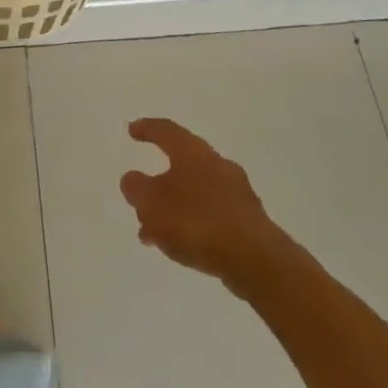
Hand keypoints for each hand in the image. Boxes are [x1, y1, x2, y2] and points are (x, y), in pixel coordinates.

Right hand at [121, 118, 292, 288]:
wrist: (254, 259)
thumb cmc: (196, 222)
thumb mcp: (152, 204)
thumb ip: (137, 188)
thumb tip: (133, 178)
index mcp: (193, 153)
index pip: (167, 131)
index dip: (147, 129)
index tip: (133, 130)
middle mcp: (217, 165)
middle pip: (182, 164)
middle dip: (159, 181)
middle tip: (141, 195)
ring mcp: (236, 192)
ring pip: (195, 192)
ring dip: (172, 208)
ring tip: (152, 232)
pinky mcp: (246, 220)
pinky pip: (210, 214)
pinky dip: (190, 223)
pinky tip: (179, 245)